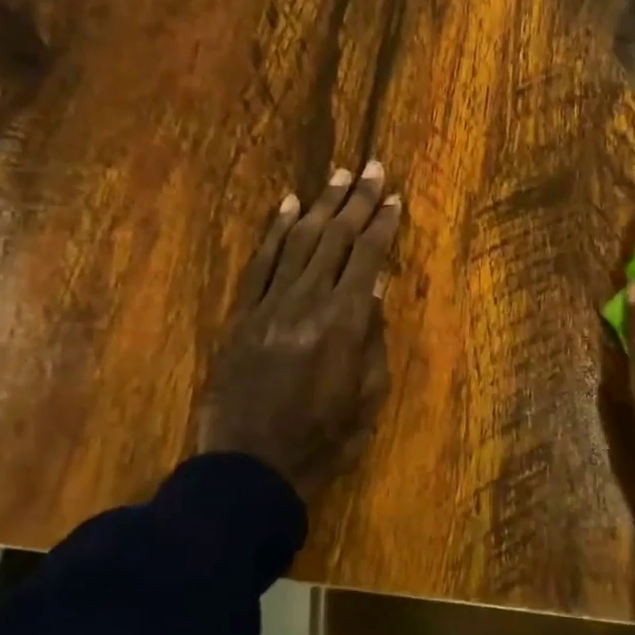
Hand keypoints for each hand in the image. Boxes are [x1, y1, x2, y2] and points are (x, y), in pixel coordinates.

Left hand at [195, 161, 400, 497]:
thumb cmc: (321, 441)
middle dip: (356, 200)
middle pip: (334, 238)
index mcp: (343, 323)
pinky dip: (275, 231)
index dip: (382, 224)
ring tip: (337, 175)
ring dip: (319, 204)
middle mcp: (306, 301)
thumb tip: (374, 291)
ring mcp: (269, 304)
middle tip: (371, 166)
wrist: (247, 468)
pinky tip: (288, 205)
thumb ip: (373, 341)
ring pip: (298, 240)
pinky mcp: (241, 314)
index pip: (366, 257)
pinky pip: (260, 262)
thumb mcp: (366, 399)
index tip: (394, 197)